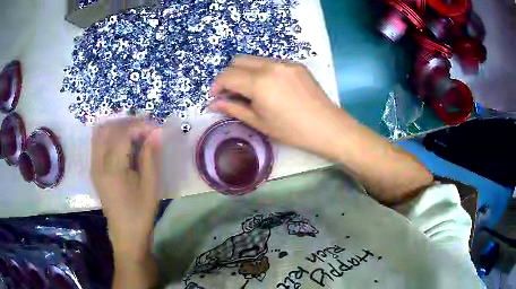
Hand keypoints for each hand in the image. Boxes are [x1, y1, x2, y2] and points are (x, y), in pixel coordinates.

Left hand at [90, 118, 161, 258]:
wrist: (126, 234)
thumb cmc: (140, 213)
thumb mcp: (150, 186)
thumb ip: (150, 156)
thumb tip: (156, 132)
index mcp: (112, 169)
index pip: (122, 134)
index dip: (140, 126)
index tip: (156, 129)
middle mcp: (98, 163)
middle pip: (108, 128)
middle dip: (128, 123)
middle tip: (146, 130)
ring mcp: (93, 166)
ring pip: (100, 133)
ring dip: (118, 128)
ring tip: (135, 134)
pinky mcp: (94, 170)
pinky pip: (98, 143)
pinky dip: (111, 136)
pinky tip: (124, 144)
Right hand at [210, 55, 349, 158]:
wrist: (327, 127)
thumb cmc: (292, 131)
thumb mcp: (259, 122)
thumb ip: (233, 109)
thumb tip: (213, 104)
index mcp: (259, 83)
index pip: (227, 75)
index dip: (217, 86)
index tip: (216, 98)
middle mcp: (270, 66)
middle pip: (237, 61)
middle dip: (229, 76)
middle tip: (231, 94)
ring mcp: (285, 63)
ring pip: (254, 60)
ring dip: (244, 72)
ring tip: (249, 91)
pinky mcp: (296, 65)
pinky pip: (271, 62)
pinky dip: (261, 71)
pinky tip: (269, 88)